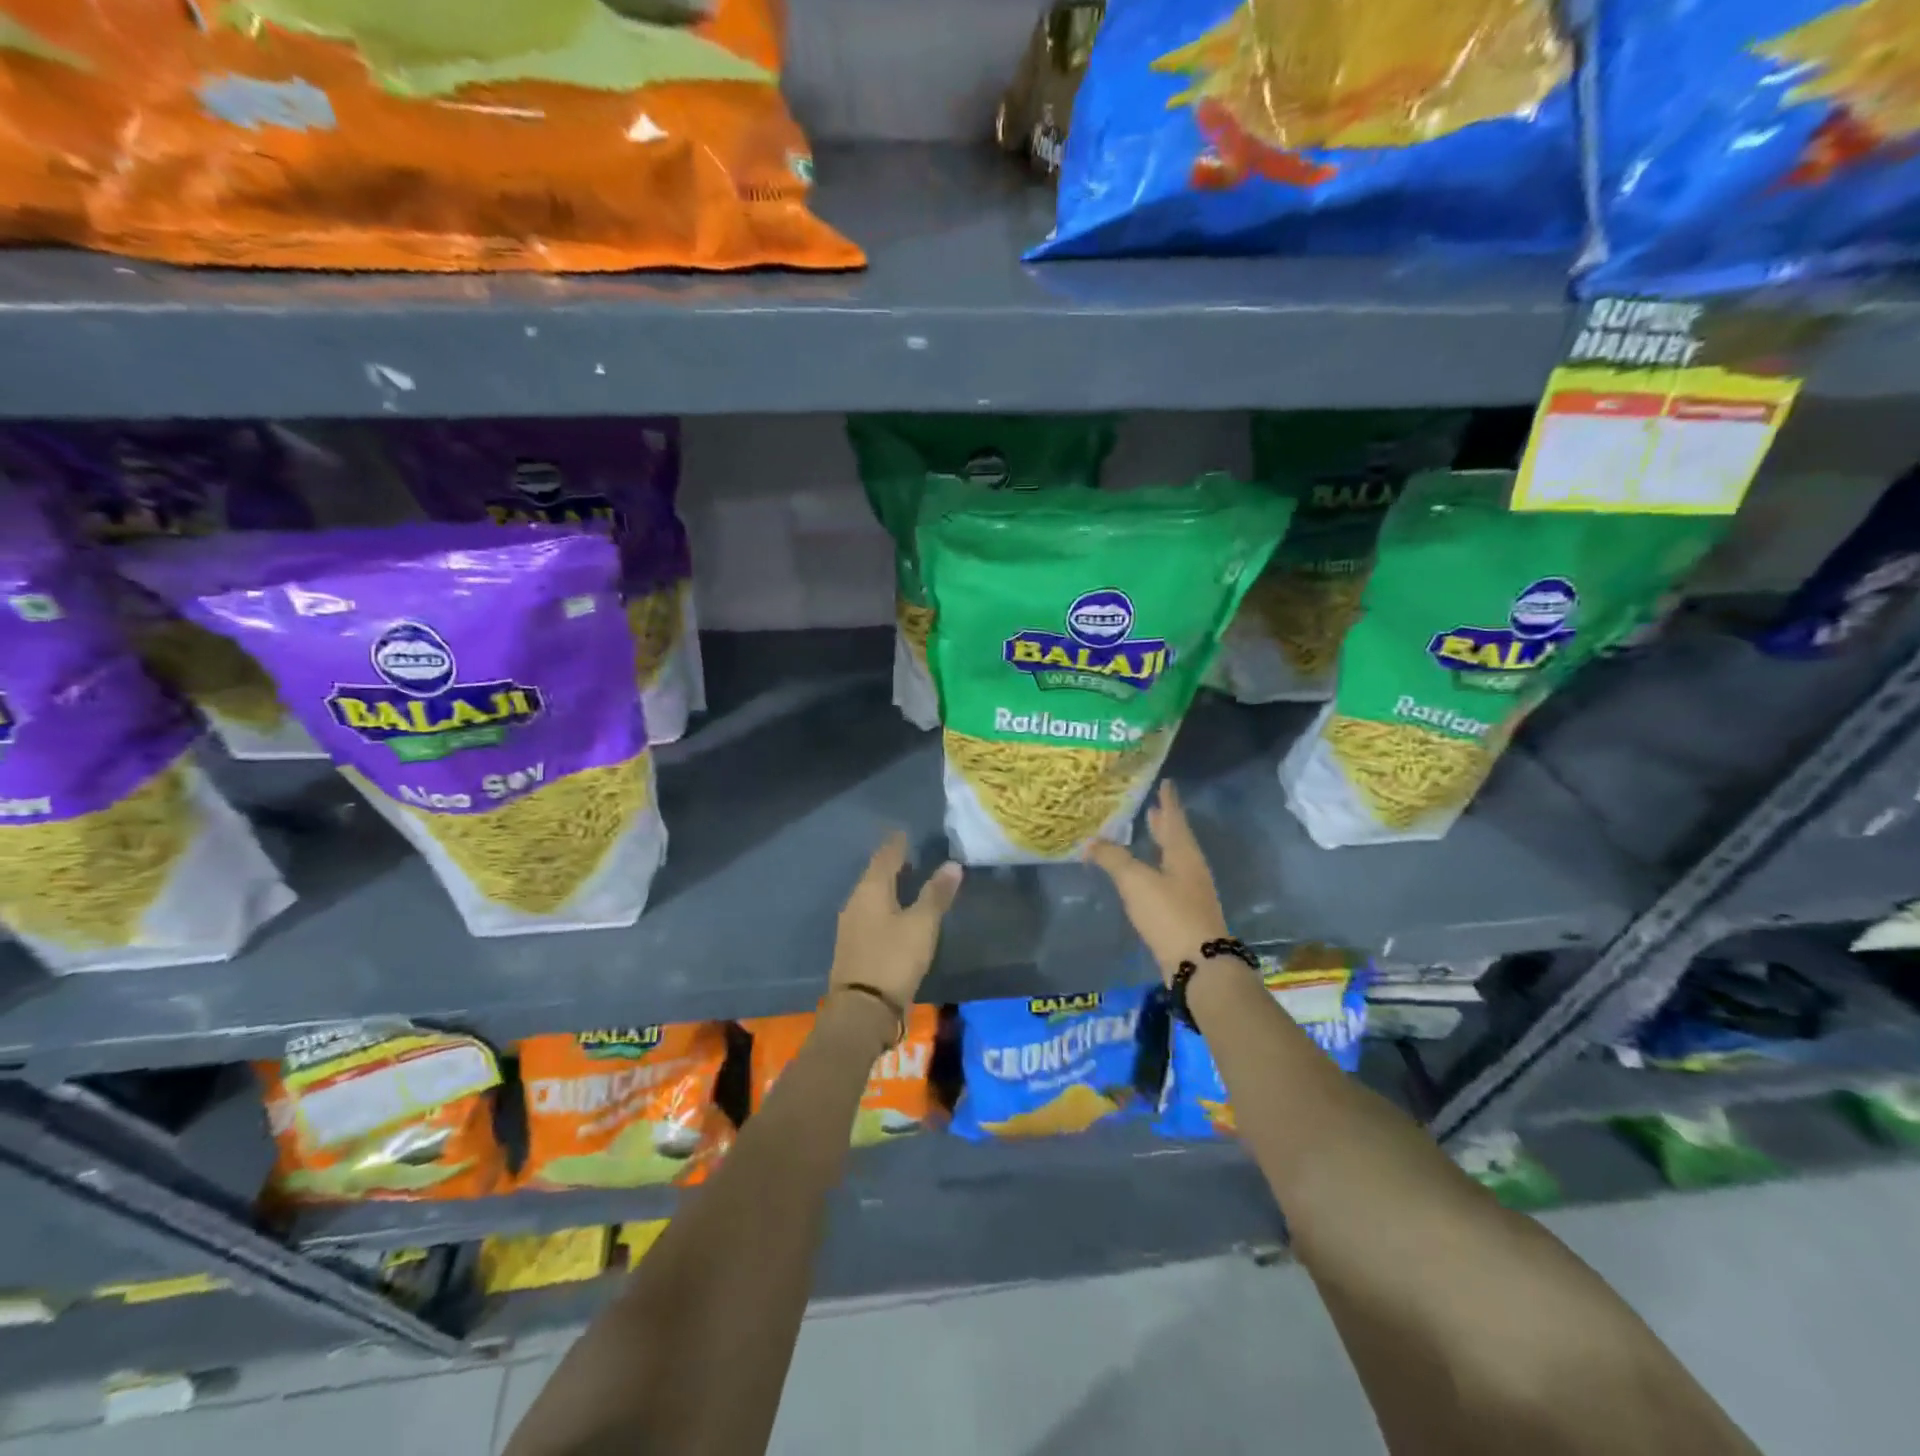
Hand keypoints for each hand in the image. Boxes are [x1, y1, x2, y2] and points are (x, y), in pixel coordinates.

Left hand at [829, 832, 962, 1010]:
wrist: (862, 1010)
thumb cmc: (894, 958)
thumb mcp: (922, 925)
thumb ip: (936, 894)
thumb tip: (952, 864)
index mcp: (870, 890)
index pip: (885, 856)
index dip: (897, 844)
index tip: (906, 832)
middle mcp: (856, 902)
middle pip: (875, 875)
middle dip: (892, 863)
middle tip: (912, 853)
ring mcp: (851, 926)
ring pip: (871, 896)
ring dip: (888, 886)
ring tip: (908, 880)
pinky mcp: (854, 946)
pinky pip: (870, 914)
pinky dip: (885, 906)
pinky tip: (896, 913)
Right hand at [1086, 781, 1230, 985]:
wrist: (1199, 964)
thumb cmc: (1169, 914)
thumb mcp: (1136, 882)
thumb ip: (1113, 859)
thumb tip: (1091, 842)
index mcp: (1183, 854)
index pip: (1174, 819)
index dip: (1168, 802)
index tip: (1167, 783)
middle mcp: (1191, 869)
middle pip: (1177, 839)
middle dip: (1164, 823)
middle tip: (1152, 808)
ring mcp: (1191, 893)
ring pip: (1174, 860)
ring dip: (1162, 845)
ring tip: (1148, 834)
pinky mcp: (1185, 914)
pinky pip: (1170, 880)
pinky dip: (1157, 868)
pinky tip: (1146, 875)